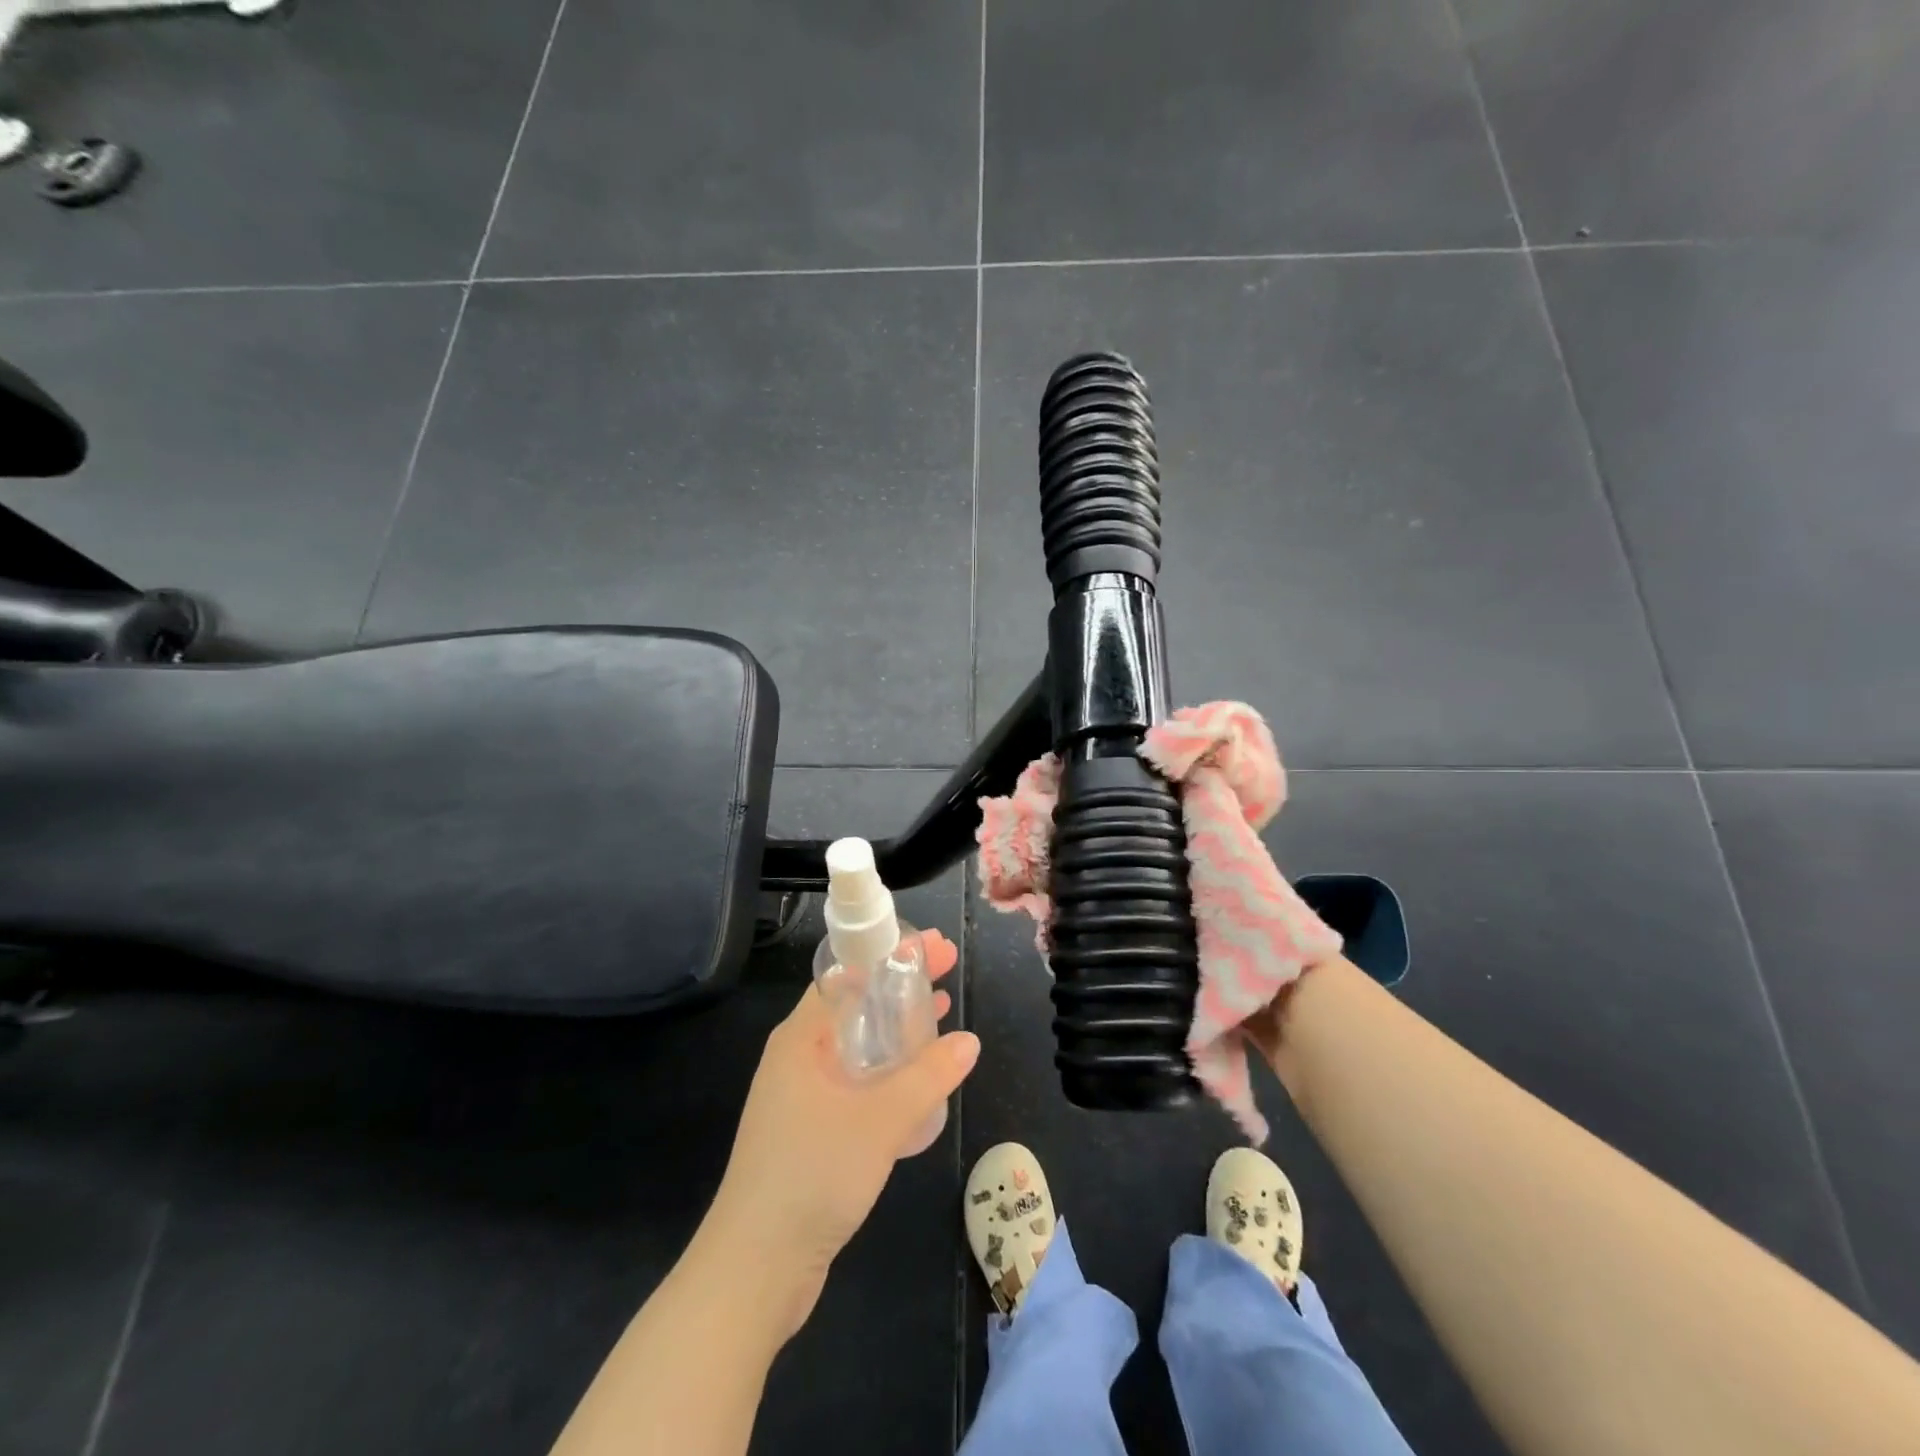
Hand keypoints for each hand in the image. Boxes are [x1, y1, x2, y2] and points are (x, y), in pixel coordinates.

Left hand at [700, 929, 978, 1344]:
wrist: (754, 1270)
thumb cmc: (811, 1175)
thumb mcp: (879, 1120)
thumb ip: (928, 1077)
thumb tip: (968, 1042)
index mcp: (801, 1038)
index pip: (848, 974)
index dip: (890, 954)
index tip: (933, 945)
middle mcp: (798, 1058)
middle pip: (856, 1005)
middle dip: (900, 986)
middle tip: (947, 968)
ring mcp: (802, 1097)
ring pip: (859, 1045)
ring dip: (898, 1027)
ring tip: (941, 1010)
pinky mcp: (811, 1132)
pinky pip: (857, 1082)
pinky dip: (888, 1069)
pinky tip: (919, 1080)